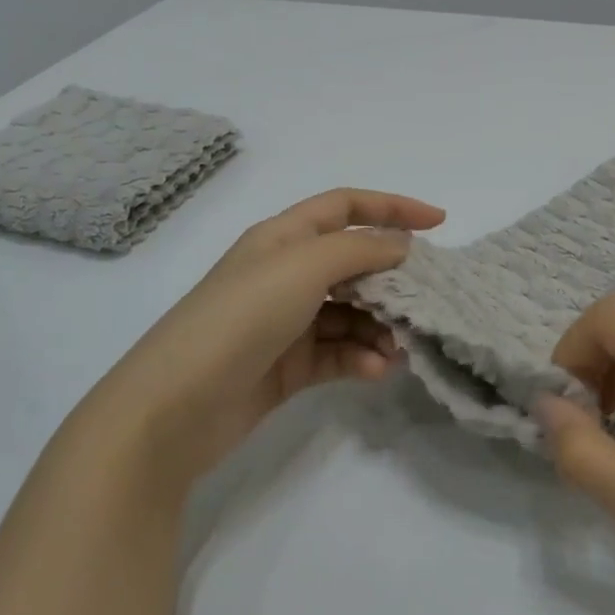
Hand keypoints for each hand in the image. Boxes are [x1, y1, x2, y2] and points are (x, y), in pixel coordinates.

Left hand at [56, 188, 444, 504]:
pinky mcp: (288, 366)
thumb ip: (359, 250)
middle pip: (353, 264)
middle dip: (392, 280)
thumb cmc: (240, 318)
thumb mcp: (302, 268)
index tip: (439, 224)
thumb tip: (402, 245)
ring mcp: (286, 323)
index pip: (345, 207)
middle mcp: (285, 275)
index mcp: (283, 238)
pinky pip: (338, 353)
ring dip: (379, 327)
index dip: (392, 208)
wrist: (174, 407)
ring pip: (351, 314)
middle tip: (425, 301)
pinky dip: (360, 358)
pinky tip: (375, 371)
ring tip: (398, 348)